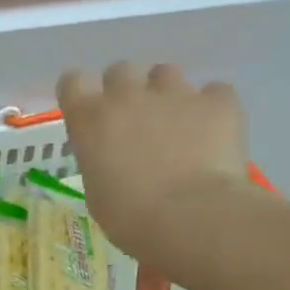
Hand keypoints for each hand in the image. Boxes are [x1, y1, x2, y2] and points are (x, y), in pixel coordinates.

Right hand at [57, 63, 253, 260]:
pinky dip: (213, 107)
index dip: (81, 92)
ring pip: (166, 73)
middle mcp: (126, 95)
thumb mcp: (97, 193)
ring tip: (179, 122)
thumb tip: (115, 161)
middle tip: (137, 119)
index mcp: (89, 118)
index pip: (72, 81)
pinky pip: (215, 93)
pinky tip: (216, 131)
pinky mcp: (217, 103)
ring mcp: (174, 94)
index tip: (89, 110)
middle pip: (120, 70)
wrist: (191, 218)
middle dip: (127, 89)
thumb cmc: (130, 217)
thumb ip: (101, 162)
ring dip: (168, 92)